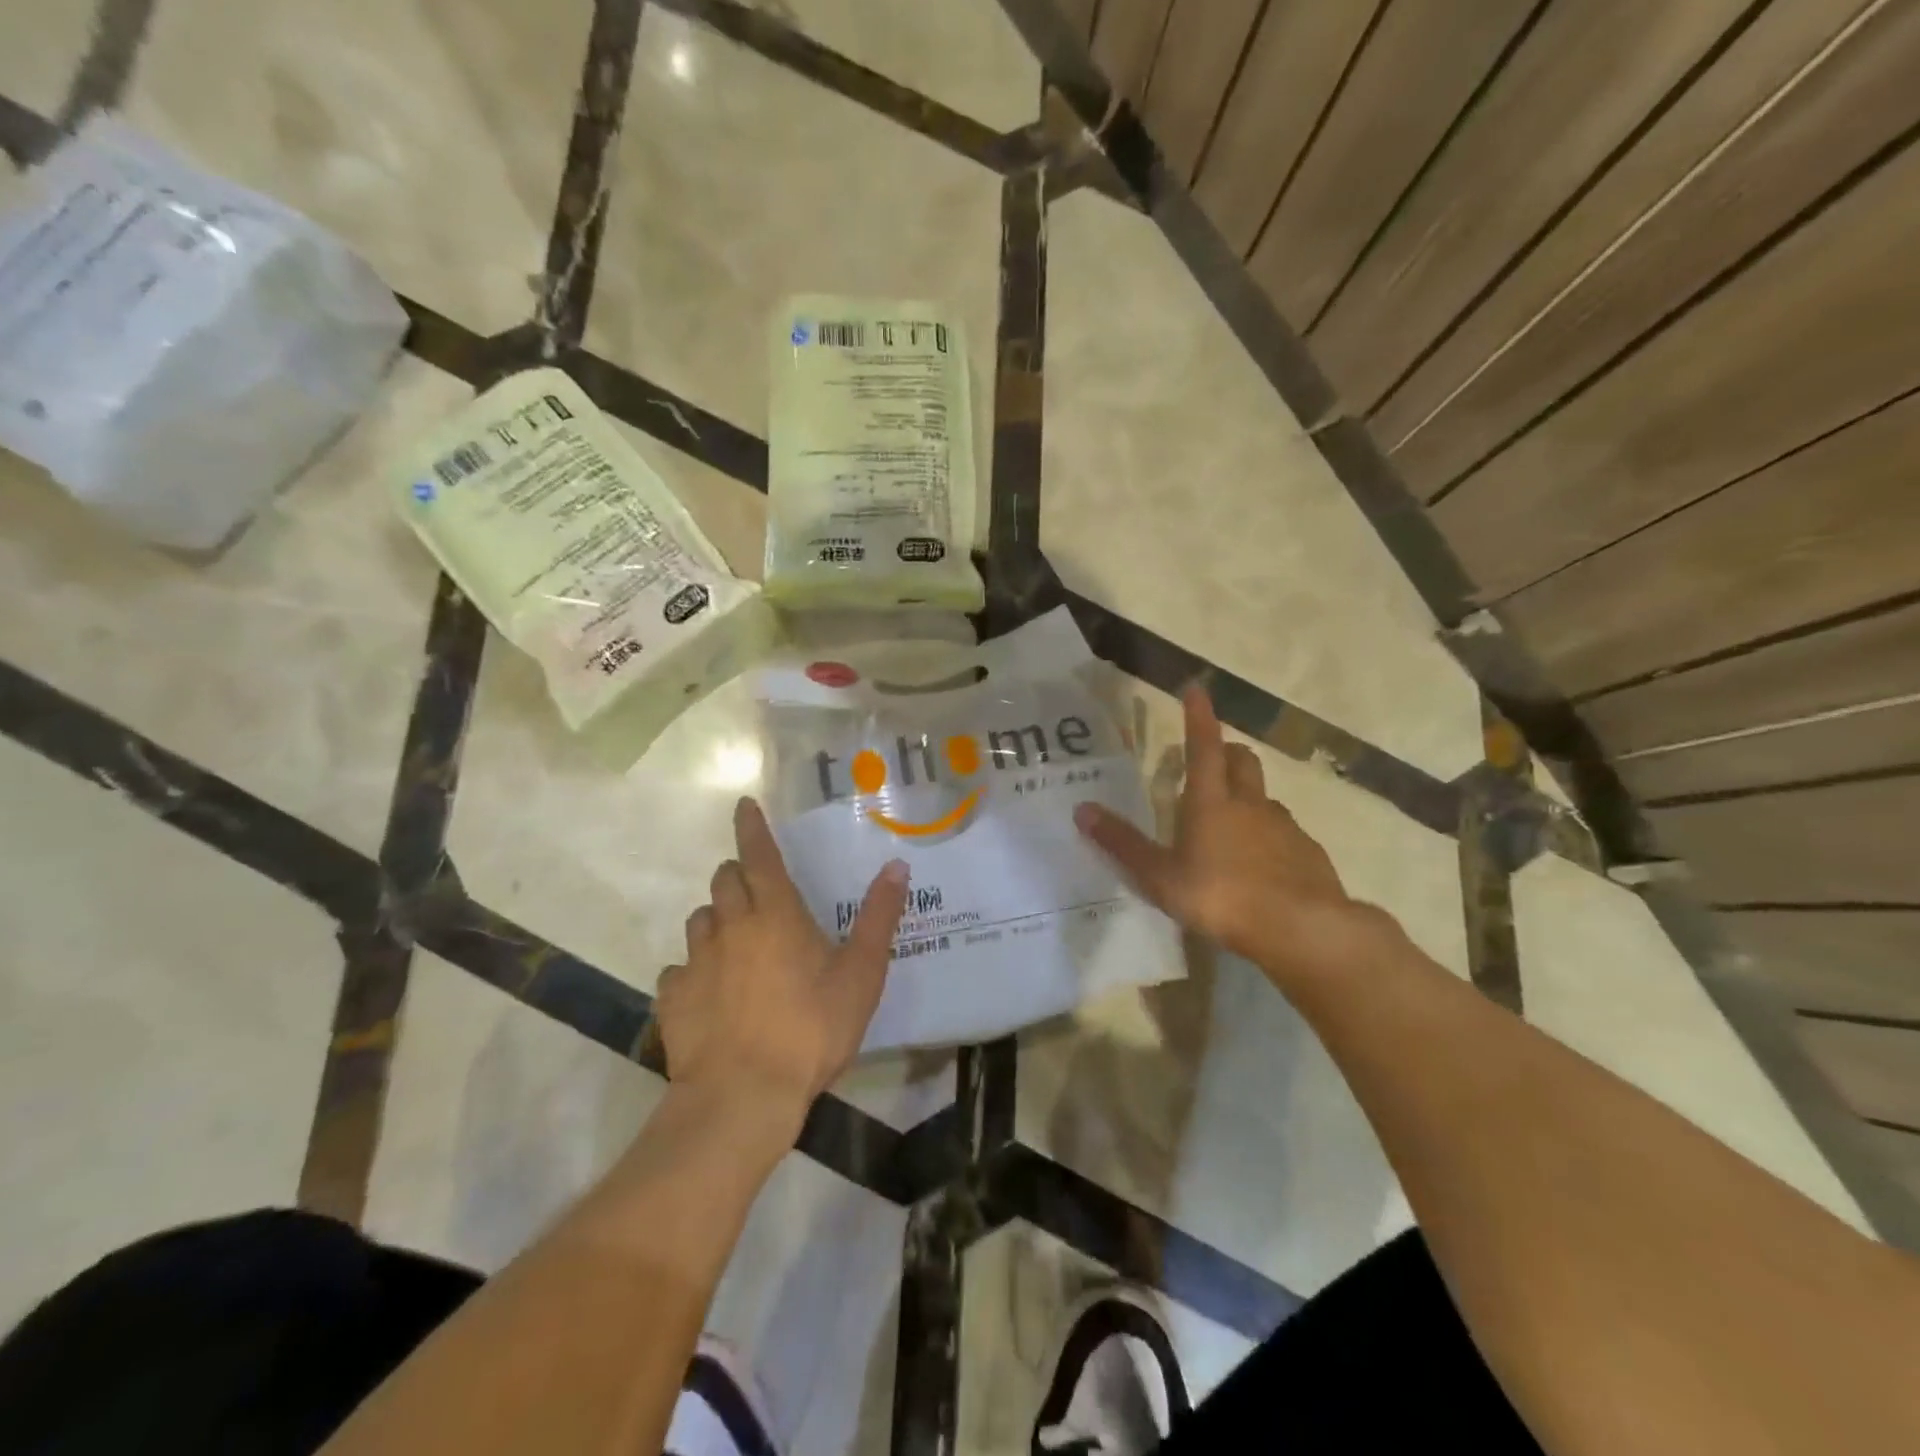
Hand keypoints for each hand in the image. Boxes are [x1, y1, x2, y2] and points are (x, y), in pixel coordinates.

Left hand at [656, 798, 908, 1121]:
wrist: (743, 1096)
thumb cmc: (811, 1029)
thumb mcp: (860, 975)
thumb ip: (879, 918)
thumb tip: (896, 866)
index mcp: (775, 914)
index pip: (758, 854)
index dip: (751, 827)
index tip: (743, 804)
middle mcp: (730, 926)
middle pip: (724, 881)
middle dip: (737, 876)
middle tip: (757, 893)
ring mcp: (696, 961)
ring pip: (699, 920)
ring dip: (717, 919)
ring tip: (736, 943)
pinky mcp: (673, 997)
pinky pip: (679, 969)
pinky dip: (694, 970)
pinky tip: (710, 992)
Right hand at [1074, 687, 1393, 985]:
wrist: (1302, 928)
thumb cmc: (1221, 897)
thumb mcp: (1160, 877)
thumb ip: (1122, 844)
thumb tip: (1082, 810)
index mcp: (1211, 802)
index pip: (1203, 746)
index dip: (1198, 716)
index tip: (1197, 688)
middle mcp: (1250, 804)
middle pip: (1241, 761)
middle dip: (1225, 752)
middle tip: (1210, 760)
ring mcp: (1284, 827)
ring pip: (1263, 797)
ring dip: (1246, 796)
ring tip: (1230, 822)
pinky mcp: (1308, 852)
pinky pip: (1284, 832)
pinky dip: (1269, 835)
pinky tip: (1261, 865)